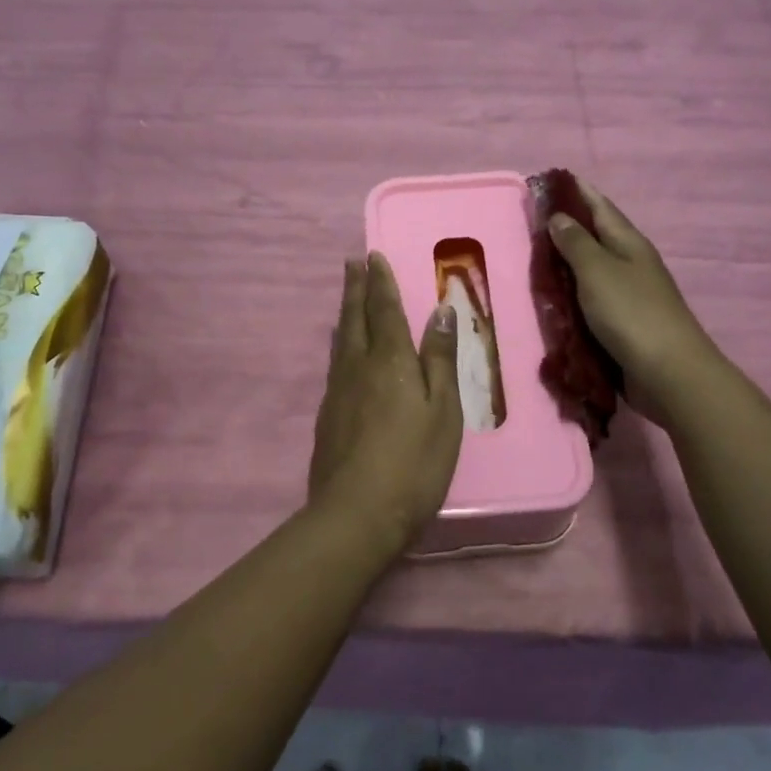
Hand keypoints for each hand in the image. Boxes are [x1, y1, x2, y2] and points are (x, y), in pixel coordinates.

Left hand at [307, 254, 463, 552]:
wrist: (356, 514)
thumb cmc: (414, 463)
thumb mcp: (442, 411)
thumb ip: (439, 359)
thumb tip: (440, 311)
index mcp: (391, 361)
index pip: (385, 310)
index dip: (381, 282)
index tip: (373, 256)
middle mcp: (358, 367)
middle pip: (355, 318)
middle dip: (355, 288)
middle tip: (352, 262)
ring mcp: (338, 391)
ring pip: (341, 339)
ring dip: (345, 312)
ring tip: (346, 297)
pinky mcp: (328, 415)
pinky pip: (335, 363)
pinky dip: (340, 343)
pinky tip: (342, 350)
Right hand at [547, 179, 722, 420]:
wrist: (668, 373)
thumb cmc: (631, 313)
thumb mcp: (597, 271)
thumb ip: (576, 243)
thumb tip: (559, 216)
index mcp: (629, 243)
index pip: (600, 207)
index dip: (577, 192)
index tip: (551, 180)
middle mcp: (631, 264)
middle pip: (597, 237)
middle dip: (568, 226)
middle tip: (532, 220)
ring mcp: (629, 295)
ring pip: (593, 270)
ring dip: (568, 263)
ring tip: (536, 257)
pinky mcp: (623, 324)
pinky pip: (592, 301)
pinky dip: (573, 295)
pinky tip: (554, 299)